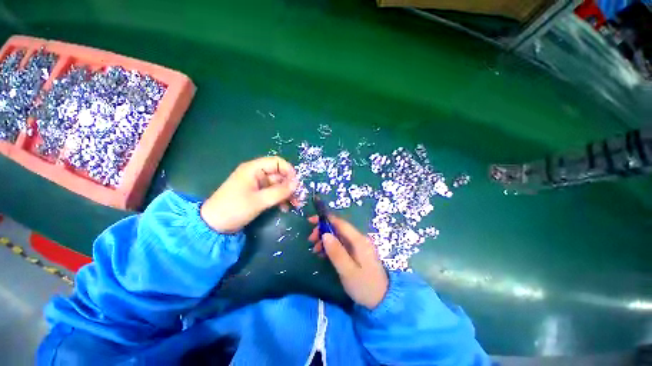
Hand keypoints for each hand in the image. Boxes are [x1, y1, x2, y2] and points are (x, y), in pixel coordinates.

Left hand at [201, 157, 297, 232]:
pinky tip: (285, 208)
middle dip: (290, 186)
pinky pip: (273, 193)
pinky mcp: (257, 194)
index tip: (297, 183)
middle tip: (299, 198)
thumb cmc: (234, 209)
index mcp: (254, 169)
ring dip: (287, 194)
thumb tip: (297, 183)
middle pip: (279, 175)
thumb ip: (279, 191)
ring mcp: (257, 184)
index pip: (277, 162)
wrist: (214, 226)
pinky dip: (280, 199)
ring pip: (278, 185)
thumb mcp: (259, 200)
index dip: (288, 170)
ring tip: (295, 205)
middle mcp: (256, 174)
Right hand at [308, 215, 387, 309]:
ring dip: (326, 239)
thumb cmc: (365, 286)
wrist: (383, 300)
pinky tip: (323, 254)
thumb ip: (336, 252)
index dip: (325, 219)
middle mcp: (359, 239)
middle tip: (311, 240)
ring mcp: (358, 245)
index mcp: (359, 240)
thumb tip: (325, 234)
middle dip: (323, 231)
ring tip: (315, 250)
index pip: (340, 223)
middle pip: (338, 228)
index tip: (310, 220)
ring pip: (339, 236)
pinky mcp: (357, 252)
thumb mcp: (348, 271)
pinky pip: (341, 244)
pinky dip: (331, 247)